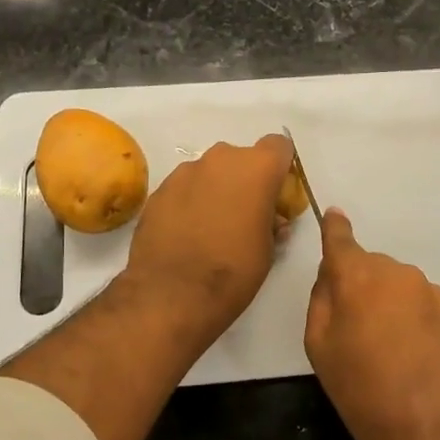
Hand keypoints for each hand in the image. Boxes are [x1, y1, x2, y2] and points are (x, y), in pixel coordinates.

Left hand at [123, 133, 293, 341]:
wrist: (171, 293)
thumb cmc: (233, 271)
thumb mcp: (268, 250)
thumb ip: (272, 222)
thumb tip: (270, 219)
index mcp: (256, 168)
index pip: (279, 146)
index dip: (280, 168)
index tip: (277, 194)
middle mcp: (220, 159)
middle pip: (241, 159)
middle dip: (245, 181)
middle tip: (246, 215)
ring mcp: (184, 172)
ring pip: (209, 172)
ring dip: (215, 191)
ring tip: (212, 228)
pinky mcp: (159, 191)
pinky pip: (184, 189)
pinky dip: (189, 203)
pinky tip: (187, 234)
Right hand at [304, 208, 439, 439]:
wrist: (429, 428)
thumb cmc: (361, 390)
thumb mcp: (319, 346)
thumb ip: (322, 299)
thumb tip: (332, 275)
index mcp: (357, 276)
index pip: (340, 239)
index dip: (334, 228)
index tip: (333, 215)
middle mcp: (394, 272)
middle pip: (368, 267)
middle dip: (358, 285)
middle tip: (352, 328)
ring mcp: (426, 289)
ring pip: (394, 283)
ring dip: (385, 301)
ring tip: (384, 345)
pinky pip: (416, 300)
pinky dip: (407, 314)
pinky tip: (408, 350)